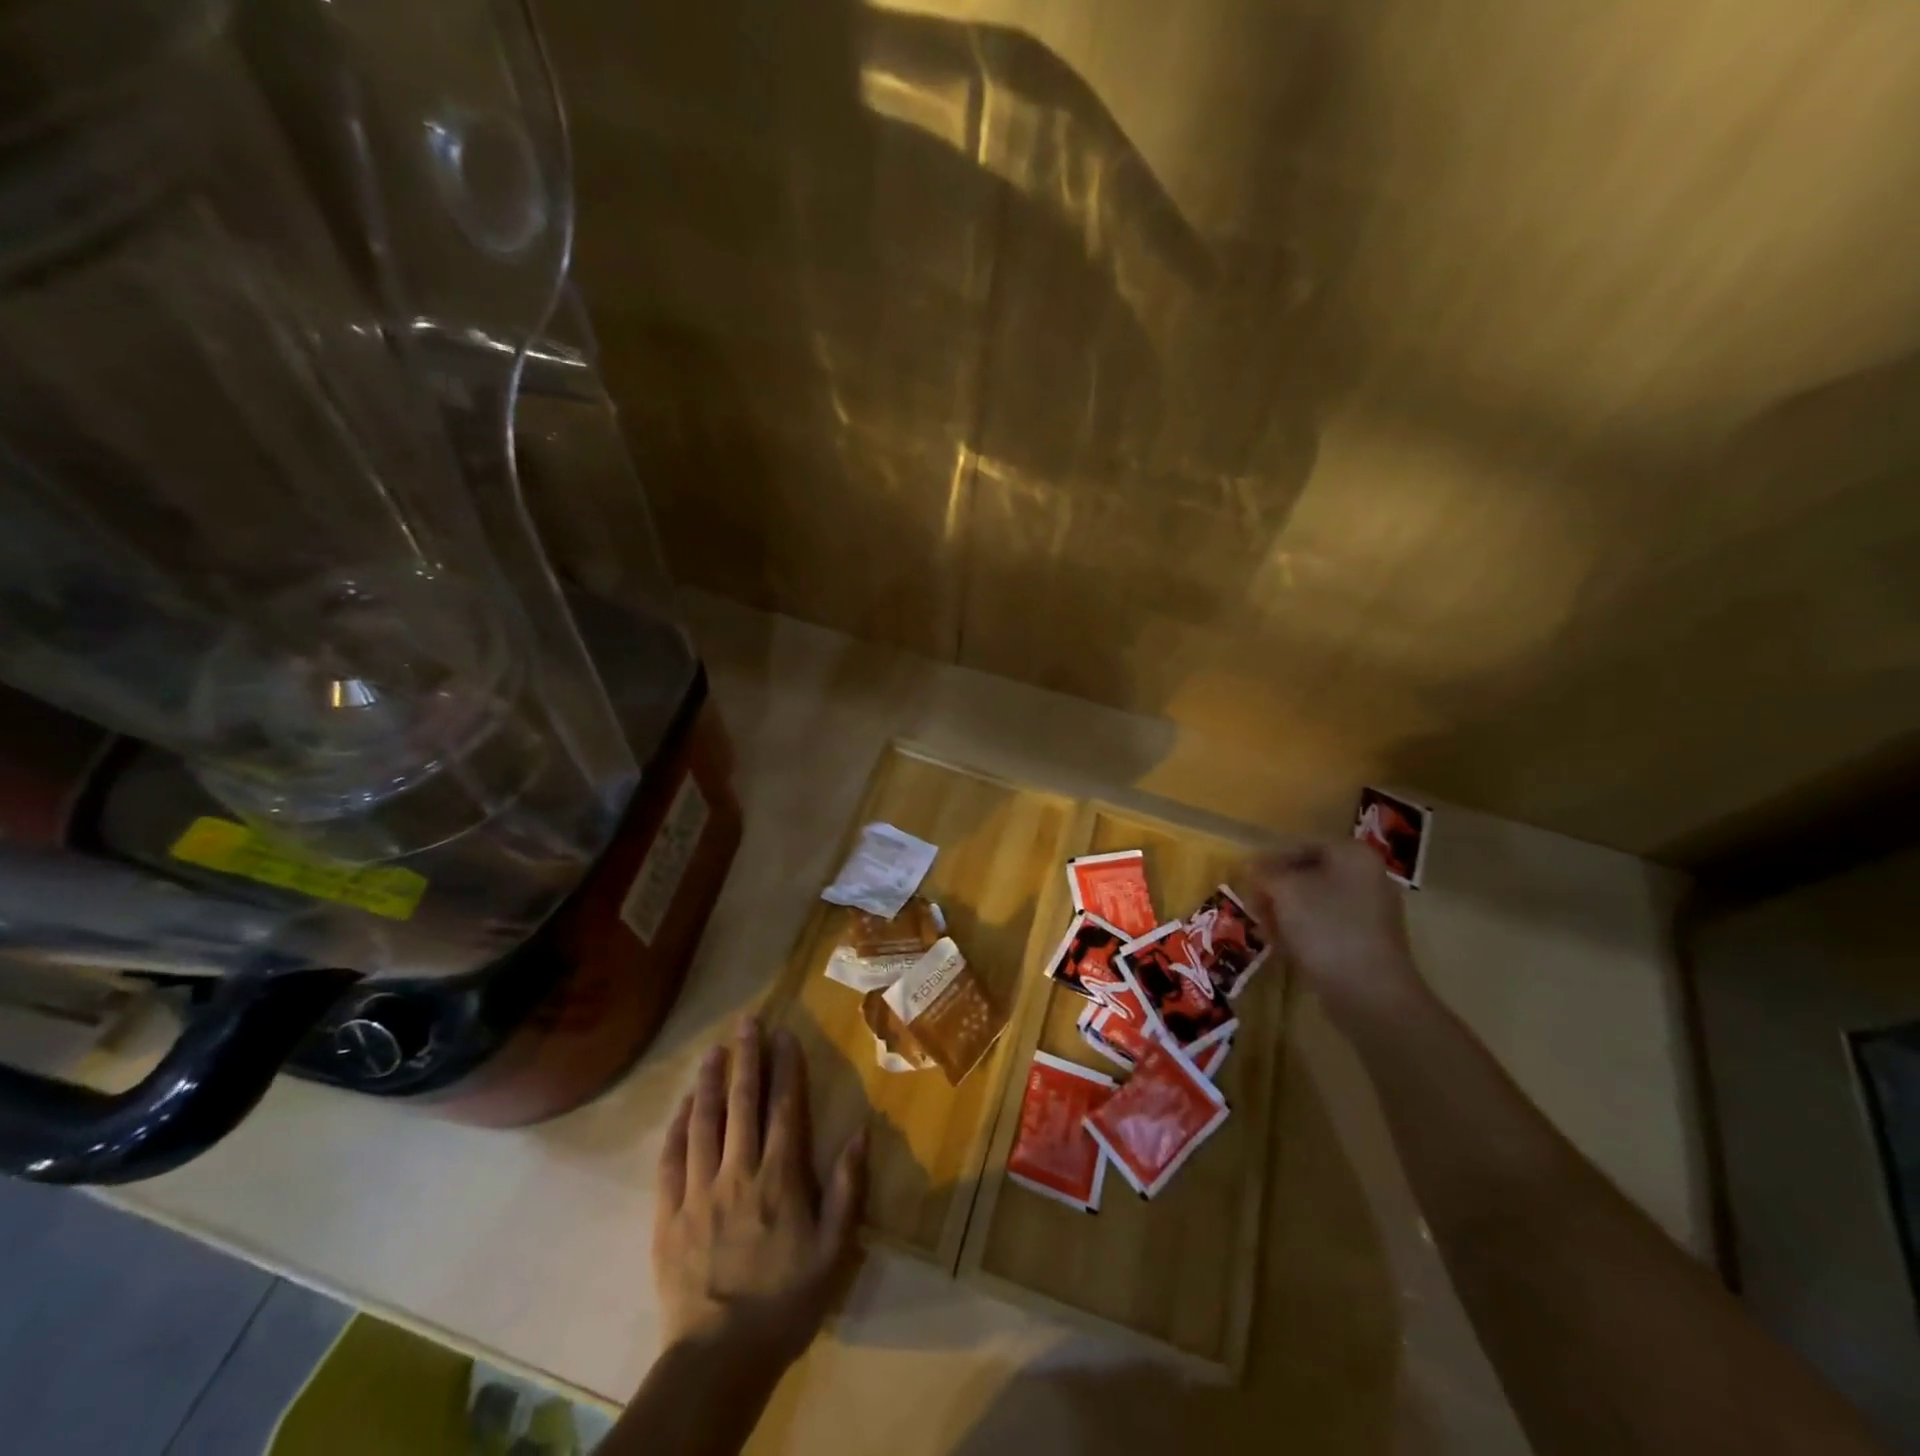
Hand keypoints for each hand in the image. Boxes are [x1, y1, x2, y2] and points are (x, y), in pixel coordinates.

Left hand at [652, 1016, 866, 1375]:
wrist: (718, 1359)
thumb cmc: (785, 1302)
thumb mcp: (833, 1251)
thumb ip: (846, 1189)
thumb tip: (862, 1132)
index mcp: (780, 1177)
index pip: (784, 1107)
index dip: (785, 1066)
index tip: (784, 1034)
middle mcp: (738, 1171)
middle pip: (742, 1102)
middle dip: (746, 1057)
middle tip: (746, 1021)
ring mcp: (699, 1190)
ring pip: (704, 1121)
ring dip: (710, 1081)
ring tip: (713, 1050)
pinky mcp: (669, 1214)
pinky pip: (671, 1160)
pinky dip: (678, 1127)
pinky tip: (682, 1105)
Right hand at [1241, 839, 1425, 1028]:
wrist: (1369, 993)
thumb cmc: (1326, 929)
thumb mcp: (1285, 891)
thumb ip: (1265, 873)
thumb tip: (1252, 867)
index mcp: (1353, 855)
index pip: (1301, 844)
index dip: (1269, 859)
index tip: (1245, 877)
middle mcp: (1367, 877)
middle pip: (1307, 873)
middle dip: (1276, 888)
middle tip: (1253, 905)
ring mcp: (1369, 911)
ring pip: (1314, 900)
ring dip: (1284, 911)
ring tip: (1264, 928)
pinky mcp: (1365, 941)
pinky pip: (1325, 924)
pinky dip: (1302, 930)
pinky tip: (1284, 946)